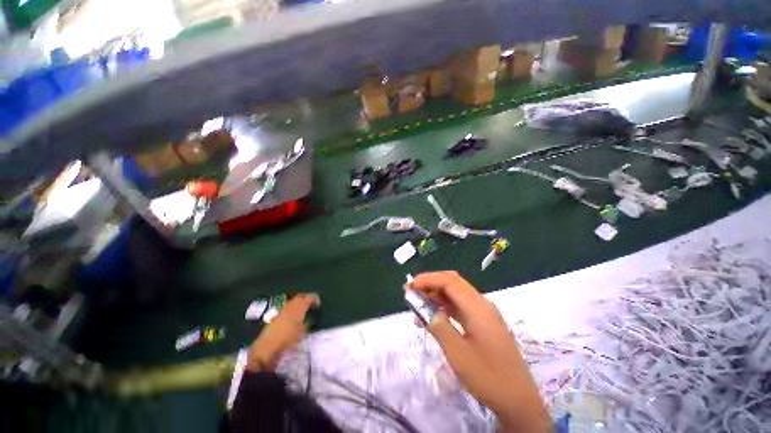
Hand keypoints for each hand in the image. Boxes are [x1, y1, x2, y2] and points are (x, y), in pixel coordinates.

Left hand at [246, 294, 319, 371]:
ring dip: (298, 303)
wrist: (267, 348)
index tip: (318, 304)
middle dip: (306, 299)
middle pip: (300, 297)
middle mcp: (290, 305)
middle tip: (311, 304)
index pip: (309, 297)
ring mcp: (281, 309)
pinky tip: (292, 316)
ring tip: (302, 310)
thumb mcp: (303, 332)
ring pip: (292, 301)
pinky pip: (285, 308)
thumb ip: (307, 322)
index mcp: (299, 306)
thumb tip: (309, 319)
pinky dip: (290, 309)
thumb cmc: (288, 339)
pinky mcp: (274, 316)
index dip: (315, 299)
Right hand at [408, 272, 550, 432]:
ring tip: (418, 304)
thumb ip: (439, 327)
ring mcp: (484, 313)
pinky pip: (460, 306)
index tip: (410, 286)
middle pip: (453, 282)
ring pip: (456, 293)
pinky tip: (434, 315)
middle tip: (412, 291)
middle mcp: (482, 304)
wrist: (519, 400)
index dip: (428, 280)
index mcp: (478, 308)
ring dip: (437, 294)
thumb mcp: (458, 354)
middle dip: (431, 283)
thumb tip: (424, 309)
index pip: (449, 281)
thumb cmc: (489, 378)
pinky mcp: (483, 322)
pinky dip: (445, 306)